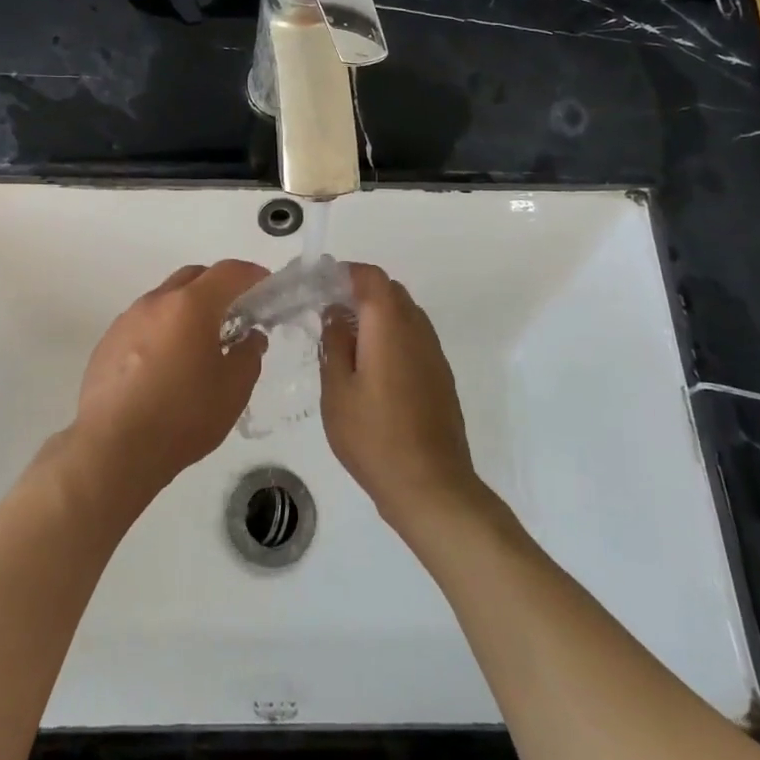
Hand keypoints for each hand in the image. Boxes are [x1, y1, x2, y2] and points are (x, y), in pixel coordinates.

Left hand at [70, 260, 269, 504]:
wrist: (112, 448)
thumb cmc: (183, 415)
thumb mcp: (233, 389)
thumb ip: (249, 355)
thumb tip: (250, 337)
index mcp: (191, 305)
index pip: (228, 272)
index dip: (251, 274)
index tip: (265, 285)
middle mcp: (156, 301)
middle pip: (193, 276)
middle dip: (218, 286)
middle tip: (235, 314)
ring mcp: (127, 320)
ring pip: (165, 299)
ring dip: (186, 309)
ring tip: (198, 343)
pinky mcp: (107, 342)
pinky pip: (143, 323)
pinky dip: (162, 329)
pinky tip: (165, 365)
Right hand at [320, 263, 485, 541]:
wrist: (431, 486)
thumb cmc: (374, 437)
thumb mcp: (337, 390)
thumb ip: (334, 344)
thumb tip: (335, 313)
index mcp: (389, 325)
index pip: (371, 277)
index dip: (344, 273)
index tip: (318, 286)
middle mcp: (417, 330)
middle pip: (390, 291)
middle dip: (359, 293)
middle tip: (328, 314)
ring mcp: (434, 353)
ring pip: (404, 314)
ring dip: (376, 316)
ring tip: (346, 343)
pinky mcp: (440, 376)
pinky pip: (414, 338)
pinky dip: (391, 337)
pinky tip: (371, 369)